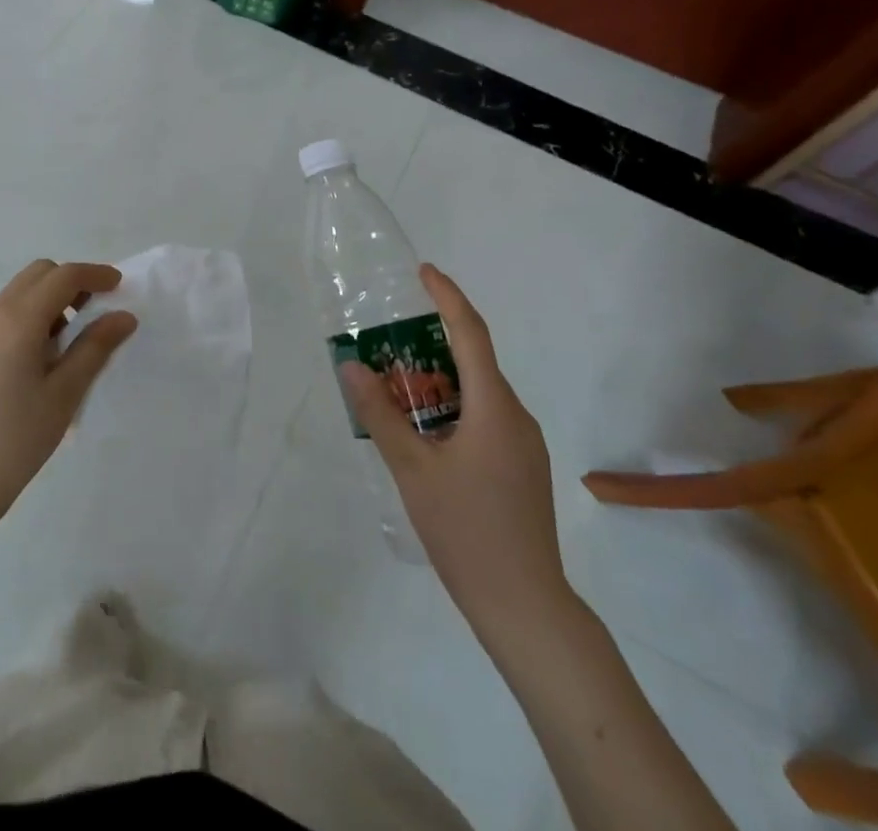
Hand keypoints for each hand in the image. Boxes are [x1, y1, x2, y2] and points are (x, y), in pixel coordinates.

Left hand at [0, 259, 137, 543]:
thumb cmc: (16, 439)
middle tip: (97, 310)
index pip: (62, 277)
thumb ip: (95, 348)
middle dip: (71, 281)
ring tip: (72, 338)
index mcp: (17, 321)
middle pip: (38, 274)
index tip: (120, 286)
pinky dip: (30, 316)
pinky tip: (42, 355)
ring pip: (19, 292)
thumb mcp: (64, 394)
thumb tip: (123, 316)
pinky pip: (5, 313)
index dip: (94, 274)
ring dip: (50, 299)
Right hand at [341, 264, 572, 639]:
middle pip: (475, 361)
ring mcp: (524, 444)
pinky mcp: (522, 467)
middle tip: (390, 339)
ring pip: (480, 392)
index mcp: (494, 408)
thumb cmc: (466, 531)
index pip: (472, 334)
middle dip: (434, 342)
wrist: (526, 606)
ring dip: (441, 379)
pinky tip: (425, 432)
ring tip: (398, 386)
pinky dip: (454, 407)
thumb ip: (381, 414)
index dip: (449, 297)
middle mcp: (516, 416)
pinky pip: (486, 417)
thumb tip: (352, 365)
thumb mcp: (413, 469)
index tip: (424, 272)